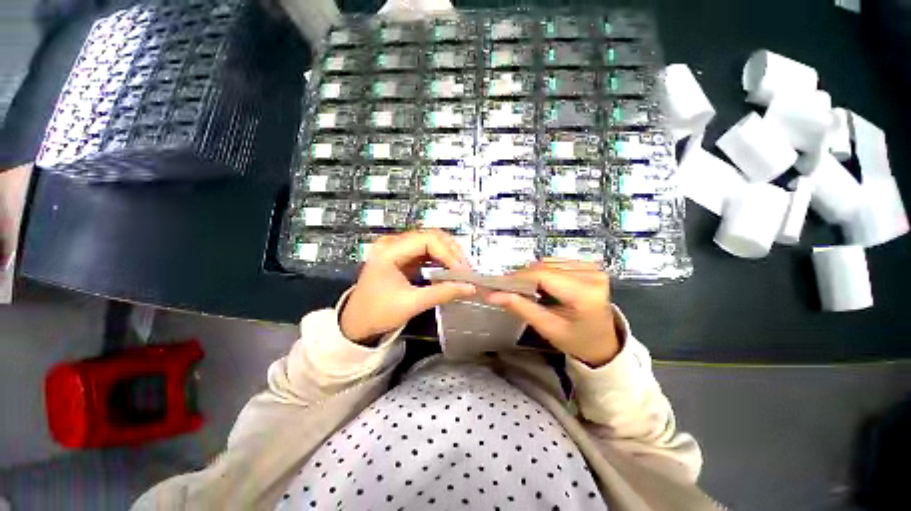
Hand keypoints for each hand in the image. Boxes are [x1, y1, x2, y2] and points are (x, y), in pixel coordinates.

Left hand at [340, 230, 475, 342]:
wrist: (356, 322)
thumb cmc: (378, 313)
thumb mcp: (411, 304)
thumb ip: (442, 293)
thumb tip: (470, 288)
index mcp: (390, 250)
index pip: (427, 240)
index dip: (449, 253)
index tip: (463, 271)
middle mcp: (394, 243)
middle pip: (431, 236)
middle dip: (452, 252)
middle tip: (466, 270)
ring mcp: (399, 248)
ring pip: (432, 241)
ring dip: (449, 254)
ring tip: (462, 271)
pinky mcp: (404, 256)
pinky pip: (428, 251)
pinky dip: (442, 259)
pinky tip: (450, 270)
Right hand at [486, 259, 620, 366]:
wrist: (604, 342)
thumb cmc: (577, 341)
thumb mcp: (548, 328)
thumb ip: (521, 308)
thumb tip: (492, 295)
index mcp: (585, 294)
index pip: (543, 275)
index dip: (518, 277)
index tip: (497, 284)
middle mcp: (592, 275)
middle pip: (545, 266)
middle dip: (522, 276)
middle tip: (505, 288)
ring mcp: (592, 268)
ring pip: (548, 262)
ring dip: (531, 273)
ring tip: (522, 287)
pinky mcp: (589, 266)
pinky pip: (556, 261)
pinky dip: (542, 270)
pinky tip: (539, 283)